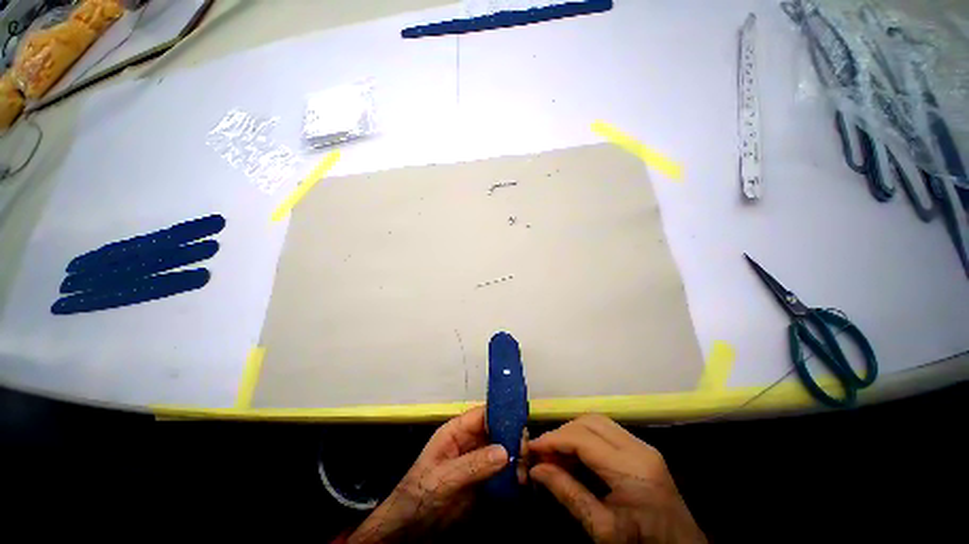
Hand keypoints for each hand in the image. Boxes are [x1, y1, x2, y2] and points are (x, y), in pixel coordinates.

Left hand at [348, 406, 512, 543]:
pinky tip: (522, 481)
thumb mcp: (444, 477)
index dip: (502, 413)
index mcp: (457, 431)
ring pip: (503, 452)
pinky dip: (513, 475)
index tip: (522, 421)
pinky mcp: (483, 482)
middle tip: (527, 450)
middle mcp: (470, 442)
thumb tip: (505, 451)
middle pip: (497, 431)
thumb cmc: (419, 495)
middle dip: (513, 438)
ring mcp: (478, 462)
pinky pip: (502, 473)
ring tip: (525, 470)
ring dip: (516, 458)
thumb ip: (473, 464)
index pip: (483, 414)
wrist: (409, 530)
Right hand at [529, 414, 705, 543]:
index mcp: (632, 469)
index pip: (582, 438)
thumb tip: (536, 469)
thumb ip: (568, 494)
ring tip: (556, 455)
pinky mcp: (643, 450)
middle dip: (561, 433)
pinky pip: (607, 431)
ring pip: (597, 422)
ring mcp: (644, 446)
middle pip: (589, 422)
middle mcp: (639, 448)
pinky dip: (585, 438)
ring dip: (572, 433)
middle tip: (542, 453)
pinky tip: (576, 456)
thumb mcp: (602, 530)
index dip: (552, 439)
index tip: (530, 448)